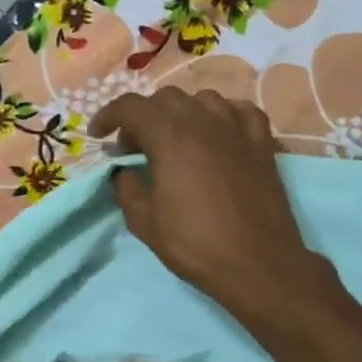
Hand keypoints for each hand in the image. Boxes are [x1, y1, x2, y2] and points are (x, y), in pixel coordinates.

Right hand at [89, 89, 330, 322]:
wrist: (258, 263)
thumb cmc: (195, 244)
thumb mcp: (145, 222)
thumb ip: (127, 188)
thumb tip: (125, 171)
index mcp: (169, 136)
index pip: (130, 106)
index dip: (108, 116)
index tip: (98, 136)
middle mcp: (203, 120)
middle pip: (165, 98)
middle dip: (143, 116)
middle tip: (134, 147)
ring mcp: (237, 128)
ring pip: (202, 99)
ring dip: (181, 112)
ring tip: (175, 139)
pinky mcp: (262, 143)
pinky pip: (239, 111)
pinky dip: (222, 115)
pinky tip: (218, 133)